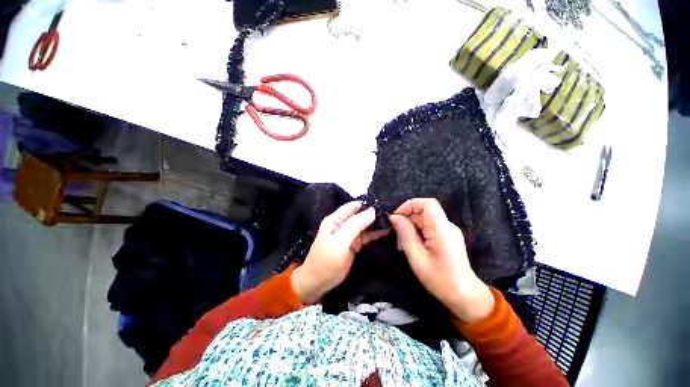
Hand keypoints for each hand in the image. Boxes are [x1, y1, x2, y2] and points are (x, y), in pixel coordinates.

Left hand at [291, 201, 388, 304]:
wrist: (318, 283)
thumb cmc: (326, 261)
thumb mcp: (340, 242)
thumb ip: (355, 225)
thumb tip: (372, 210)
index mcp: (336, 220)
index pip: (353, 206)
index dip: (368, 204)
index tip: (385, 204)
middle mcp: (343, 224)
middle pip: (361, 214)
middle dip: (375, 213)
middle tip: (393, 212)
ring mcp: (349, 234)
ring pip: (365, 225)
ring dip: (377, 223)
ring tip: (394, 220)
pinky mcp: (354, 244)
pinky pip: (366, 236)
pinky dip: (376, 234)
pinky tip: (388, 231)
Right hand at [389, 198, 494, 322]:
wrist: (464, 296)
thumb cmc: (439, 279)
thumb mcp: (416, 257)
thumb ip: (405, 234)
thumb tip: (394, 217)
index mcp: (441, 229)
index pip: (427, 203)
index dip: (409, 205)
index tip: (396, 217)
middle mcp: (447, 225)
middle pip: (424, 210)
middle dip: (408, 218)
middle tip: (396, 234)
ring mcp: (449, 230)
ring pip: (425, 218)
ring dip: (411, 226)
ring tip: (403, 242)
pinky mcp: (447, 236)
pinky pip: (429, 226)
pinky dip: (418, 231)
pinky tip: (413, 244)